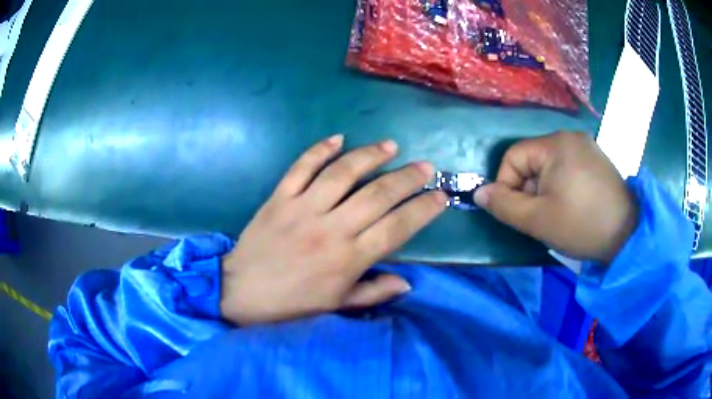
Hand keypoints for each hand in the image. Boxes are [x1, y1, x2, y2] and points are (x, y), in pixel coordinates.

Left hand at [220, 135, 446, 324]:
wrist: (242, 291)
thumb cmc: (292, 302)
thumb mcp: (336, 304)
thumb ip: (373, 292)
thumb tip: (408, 282)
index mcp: (348, 259)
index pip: (396, 227)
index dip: (422, 210)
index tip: (440, 196)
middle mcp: (330, 229)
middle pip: (377, 195)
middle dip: (407, 179)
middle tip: (425, 167)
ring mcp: (302, 208)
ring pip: (343, 173)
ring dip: (370, 156)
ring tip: (390, 146)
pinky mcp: (280, 197)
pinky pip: (301, 167)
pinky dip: (320, 149)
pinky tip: (338, 138)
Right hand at [474, 132, 637, 263]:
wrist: (627, 234)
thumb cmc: (581, 225)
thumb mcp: (538, 220)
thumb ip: (504, 205)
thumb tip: (480, 193)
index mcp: (555, 144)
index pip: (513, 156)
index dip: (507, 185)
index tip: (517, 212)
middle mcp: (570, 136)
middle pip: (532, 160)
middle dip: (529, 189)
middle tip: (540, 216)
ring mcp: (586, 146)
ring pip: (549, 165)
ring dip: (544, 189)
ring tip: (557, 213)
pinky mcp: (596, 159)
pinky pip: (567, 167)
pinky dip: (561, 185)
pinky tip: (572, 205)